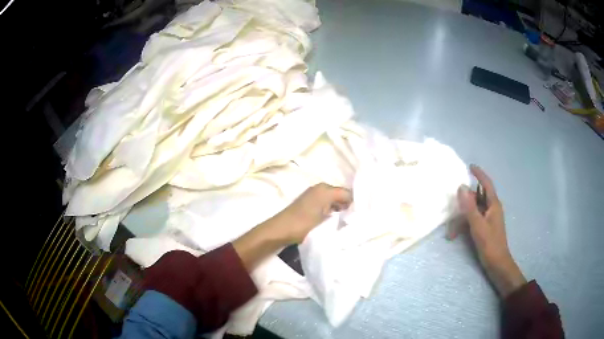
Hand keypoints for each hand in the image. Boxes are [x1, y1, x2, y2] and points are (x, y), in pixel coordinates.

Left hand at [233, 183, 351, 270]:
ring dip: (340, 210)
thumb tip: (355, 208)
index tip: (360, 216)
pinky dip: (332, 211)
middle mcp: (320, 188)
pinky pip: (327, 204)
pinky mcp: (309, 203)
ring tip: (346, 222)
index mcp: (325, 189)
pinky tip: (334, 222)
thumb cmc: (303, 224)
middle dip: (348, 206)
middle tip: (354, 220)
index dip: (355, 204)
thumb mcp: (326, 218)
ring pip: (334, 201)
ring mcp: (314, 195)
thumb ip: (342, 210)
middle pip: (341, 196)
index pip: (348, 193)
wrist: (280, 230)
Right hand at [450, 165, 526, 297]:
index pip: (486, 184)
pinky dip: (465, 225)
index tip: (470, 166)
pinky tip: (455, 235)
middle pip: (478, 197)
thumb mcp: (478, 225)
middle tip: (453, 202)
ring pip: (474, 211)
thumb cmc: (490, 244)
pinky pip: (473, 220)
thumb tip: (461, 187)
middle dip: (465, 201)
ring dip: (462, 217)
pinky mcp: (485, 228)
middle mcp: (492, 209)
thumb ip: (469, 207)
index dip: (479, 174)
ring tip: (451, 231)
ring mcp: (488, 219)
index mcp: (493, 205)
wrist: (497, 264)